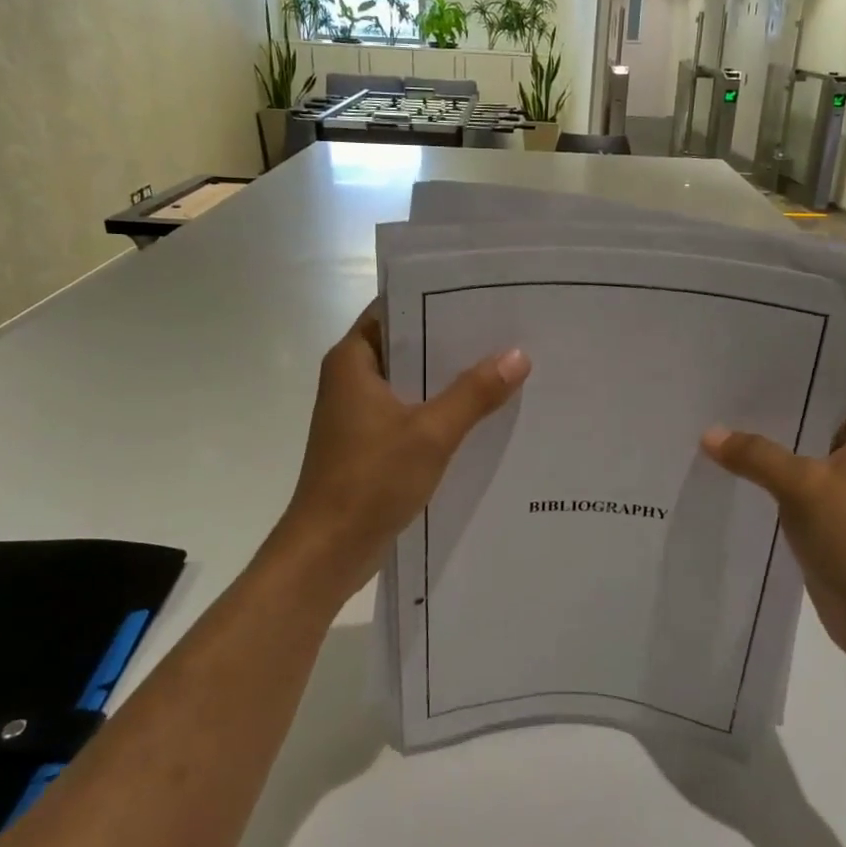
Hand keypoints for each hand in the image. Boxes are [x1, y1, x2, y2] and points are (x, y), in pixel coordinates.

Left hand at [268, 303, 529, 599]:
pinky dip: (440, 412)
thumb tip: (518, 354)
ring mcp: (360, 415)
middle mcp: (352, 380)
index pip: (395, 309)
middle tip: (507, 330)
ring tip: (505, 367)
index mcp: (353, 361)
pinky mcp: (371, 445)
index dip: (436, 300)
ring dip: (450, 380)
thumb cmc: (369, 481)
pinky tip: (483, 415)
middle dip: (453, 341)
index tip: (483, 295)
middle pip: (407, 346)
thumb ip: (474, 393)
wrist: (327, 552)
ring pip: (412, 383)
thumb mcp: (430, 433)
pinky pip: (411, 414)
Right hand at [702, 401, 845, 673]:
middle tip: (712, 400)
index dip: (778, 381)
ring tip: (710, 430)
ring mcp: (840, 482)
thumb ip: (755, 455)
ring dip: (759, 448)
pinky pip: (786, 482)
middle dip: (760, 415)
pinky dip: (761, 477)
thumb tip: (709, 434)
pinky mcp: (823, 512)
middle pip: (801, 420)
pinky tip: (725, 470)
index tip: (734, 372)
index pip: (819, 388)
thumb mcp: (802, 486)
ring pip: (791, 452)